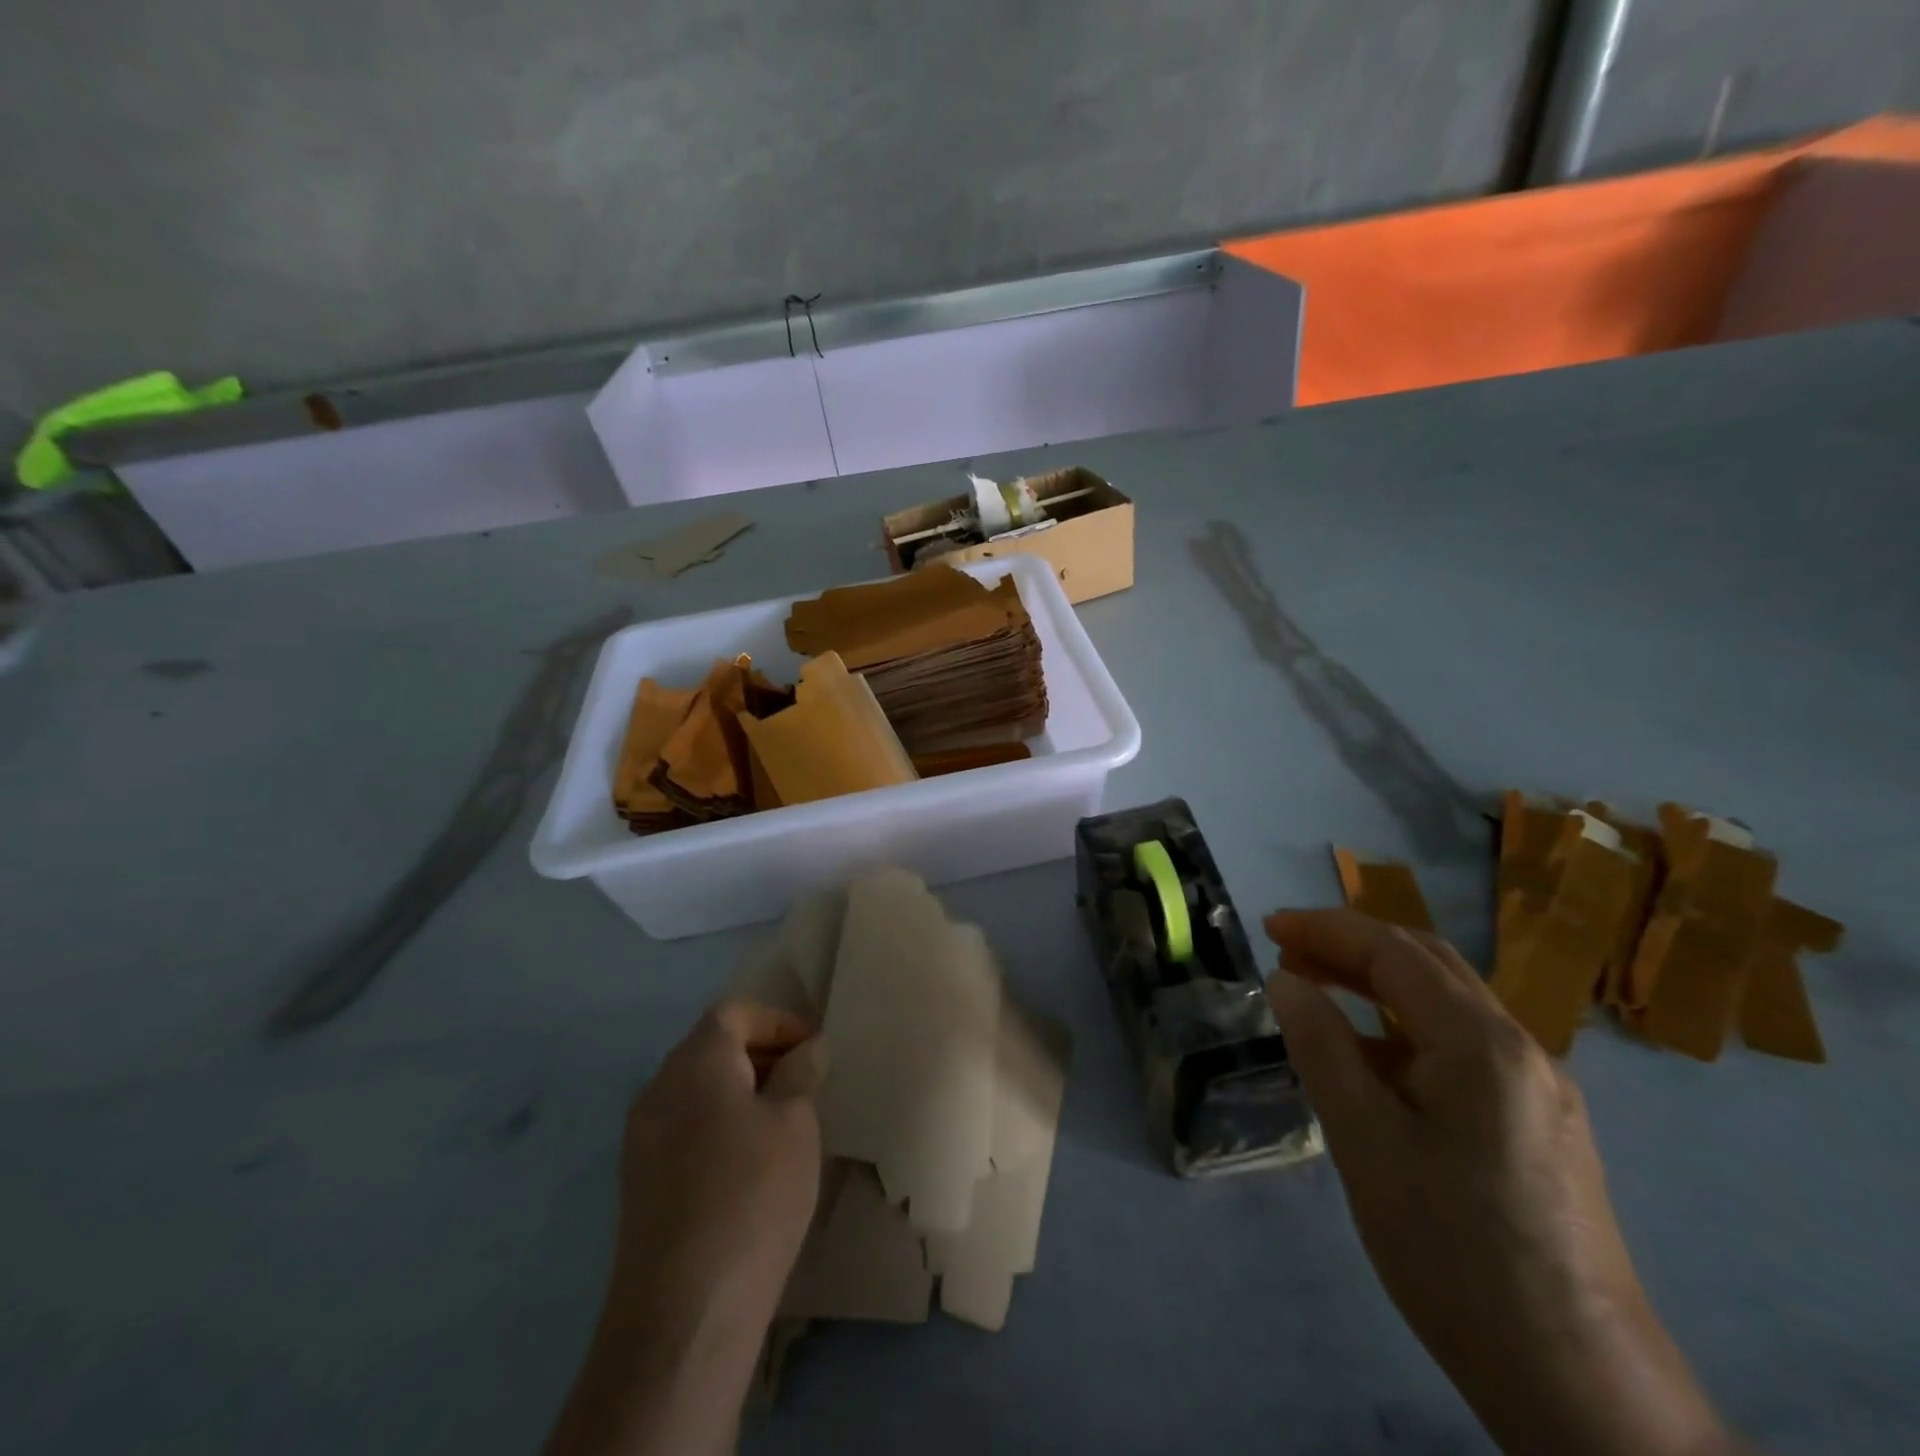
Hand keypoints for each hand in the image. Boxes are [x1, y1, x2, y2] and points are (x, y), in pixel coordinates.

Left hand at [546, 1000, 821, 1455]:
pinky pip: (686, 1129)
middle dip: (763, 1054)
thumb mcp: (795, 1122)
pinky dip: (721, 1126)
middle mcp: (658, 1089)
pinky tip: (752, 1165)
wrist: (684, 1311)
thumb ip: (801, 1072)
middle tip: (807, 1082)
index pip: (734, 1012)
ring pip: (699, 1090)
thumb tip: (808, 1048)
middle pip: (713, 1047)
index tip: (813, 1050)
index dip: (778, 1020)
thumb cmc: (751, 1193)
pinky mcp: (640, 1184)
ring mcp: (642, 1139)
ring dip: (743, 1092)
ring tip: (786, 1123)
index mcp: (694, 1062)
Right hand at [1265, 910, 1735, 1455]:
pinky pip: (1461, 1046)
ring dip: (1377, 983)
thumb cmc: (1455, 1252)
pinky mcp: (1538, 1124)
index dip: (1327, 930)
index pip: (1395, 952)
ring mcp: (1537, 1088)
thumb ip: (1322, 1048)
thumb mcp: (1366, 1143)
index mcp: (1483, 1045)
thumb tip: (1286, 980)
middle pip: (1428, 964)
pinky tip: (1368, 1056)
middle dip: (1352, 945)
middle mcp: (1521, 1049)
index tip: (1268, 927)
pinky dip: (1403, 1028)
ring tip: (1315, 989)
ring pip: (1447, 1004)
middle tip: (1286, 949)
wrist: (1579, 1386)